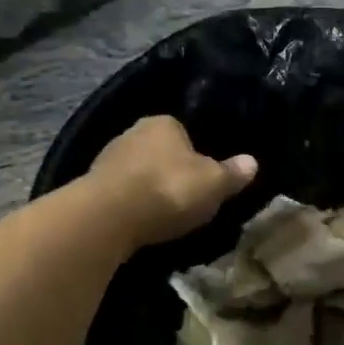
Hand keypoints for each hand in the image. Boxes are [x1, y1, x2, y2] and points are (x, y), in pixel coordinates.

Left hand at [88, 116, 256, 249]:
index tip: (205, 177)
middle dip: (171, 170)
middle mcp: (132, 132)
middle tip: (188, 197)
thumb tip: (252, 162)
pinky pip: (121, 193)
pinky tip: (141, 222)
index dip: (197, 153)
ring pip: (138, 172)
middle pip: (160, 151)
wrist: (108, 218)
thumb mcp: (214, 184)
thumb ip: (232, 173)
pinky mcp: (90, 187)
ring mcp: (107, 159)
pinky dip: (132, 205)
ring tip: (165, 214)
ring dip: (149, 189)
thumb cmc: (169, 190)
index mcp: (164, 122)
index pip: (184, 131)